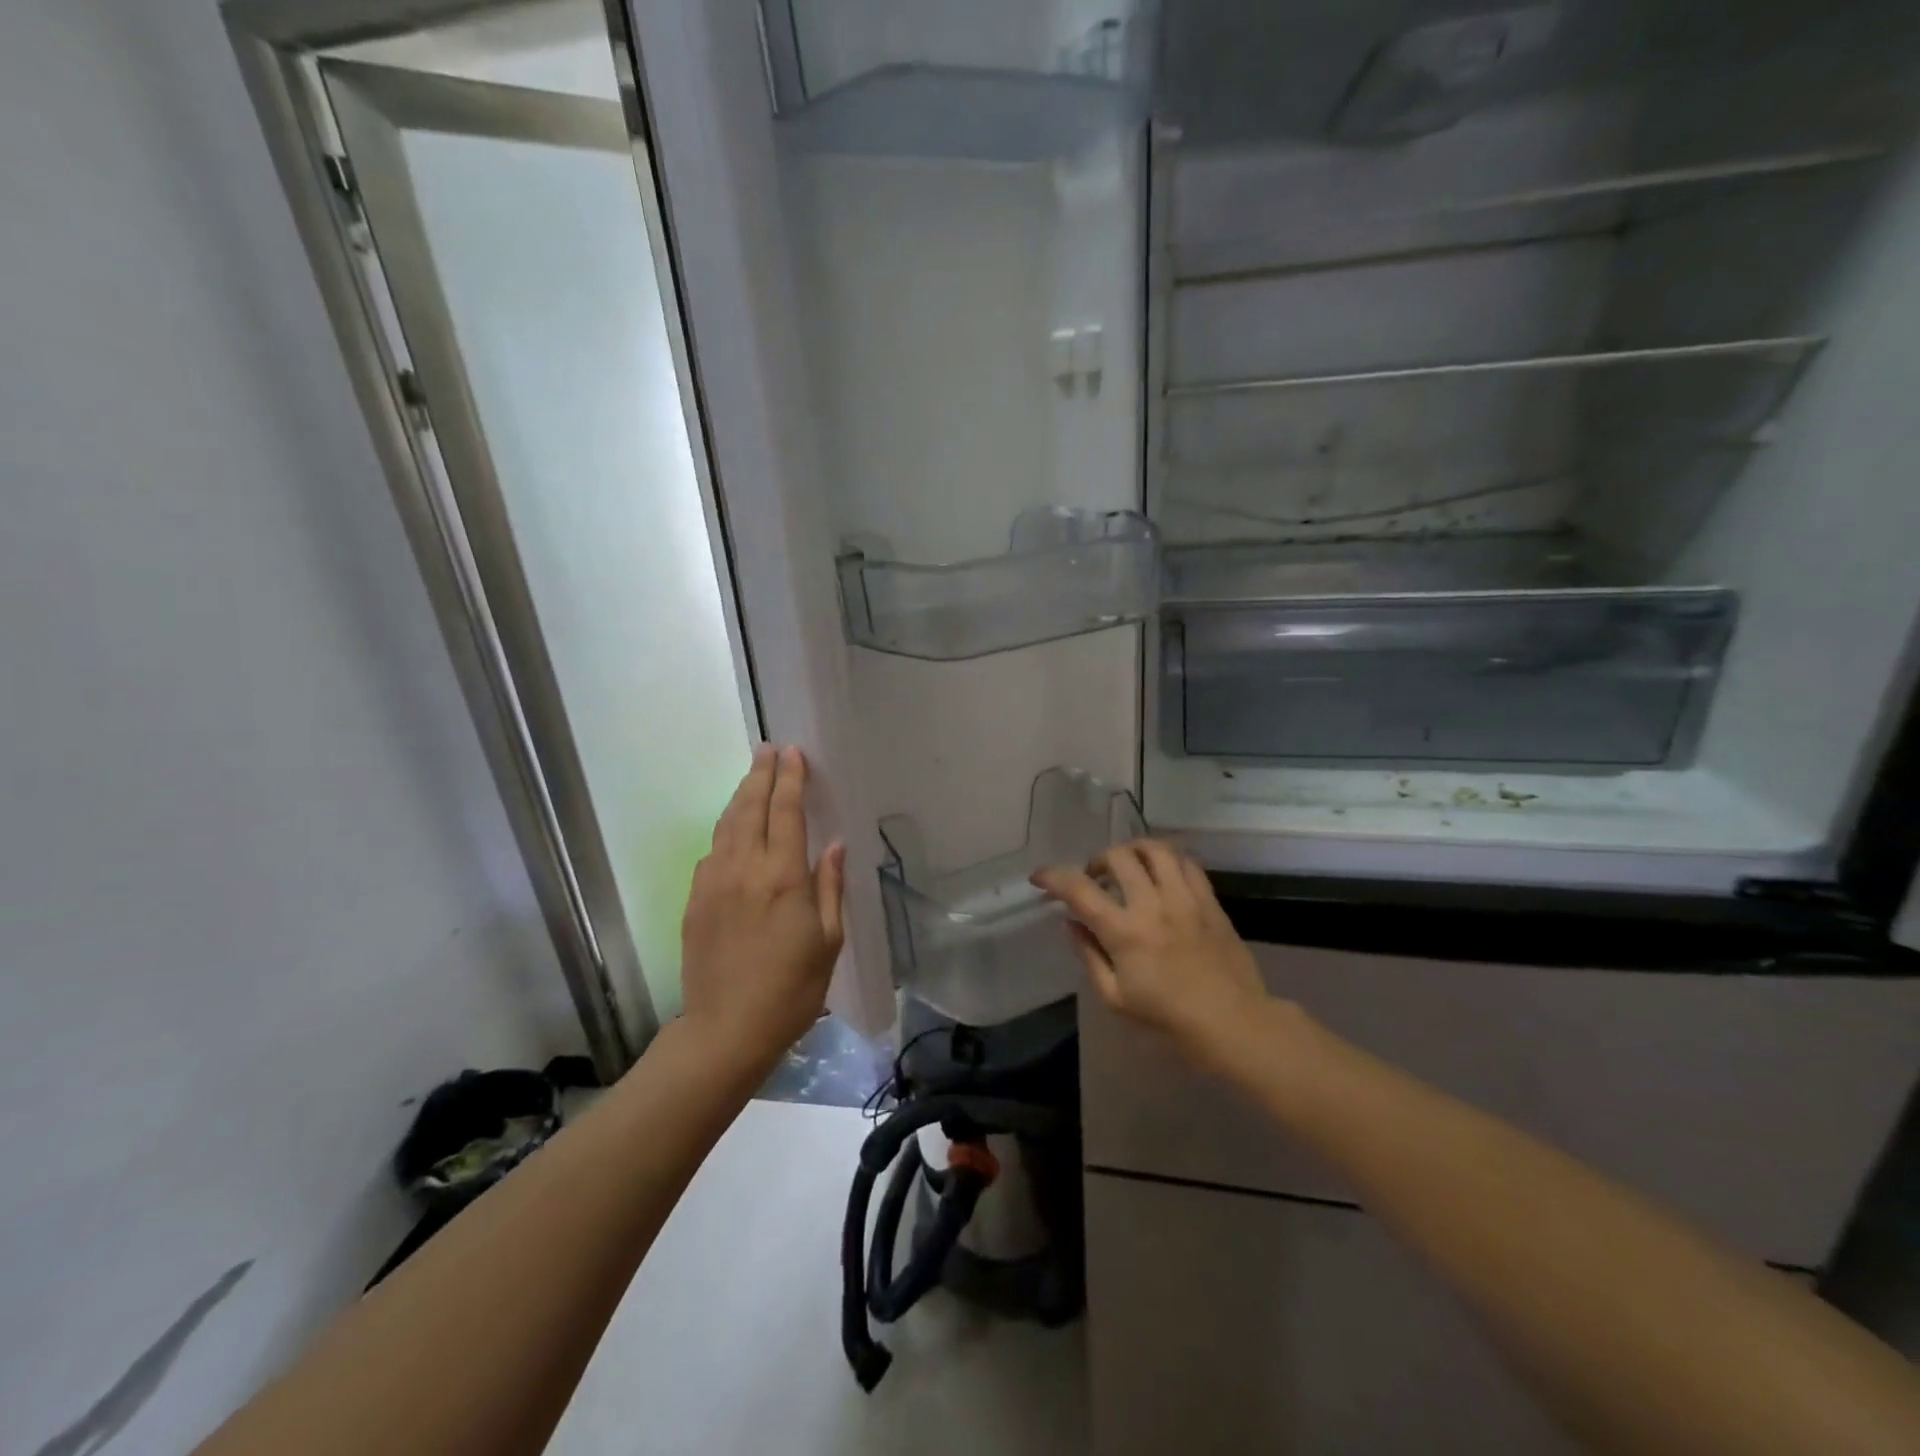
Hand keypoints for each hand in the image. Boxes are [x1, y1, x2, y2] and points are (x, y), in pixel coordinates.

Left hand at [680, 745, 845, 1068]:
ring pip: (726, 825)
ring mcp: (713, 883)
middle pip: (750, 807)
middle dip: (761, 774)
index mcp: (783, 877)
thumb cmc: (792, 990)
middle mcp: (743, 869)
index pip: (785, 812)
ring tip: (752, 777)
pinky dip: (725, 831)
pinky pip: (712, 852)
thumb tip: (833, 846)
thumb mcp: (828, 940)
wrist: (726, 1030)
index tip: (794, 753)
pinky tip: (733, 831)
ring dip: (741, 796)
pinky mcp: (694, 901)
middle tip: (768, 749)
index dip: (790, 779)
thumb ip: (829, 887)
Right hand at [1032, 838, 1269, 1069]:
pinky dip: (1167, 860)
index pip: (1080, 890)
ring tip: (1129, 864)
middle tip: (1096, 877)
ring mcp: (1184, 898)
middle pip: (1119, 857)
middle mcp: (1152, 905)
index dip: (1054, 877)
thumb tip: (1070, 925)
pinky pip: (1187, 862)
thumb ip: (1088, 956)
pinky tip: (1162, 873)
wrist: (1231, 1020)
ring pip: (1155, 849)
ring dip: (1133, 850)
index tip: (1040, 877)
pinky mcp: (1209, 899)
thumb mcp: (1115, 997)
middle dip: (1098, 860)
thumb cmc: (1167, 1015)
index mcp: (1124, 932)